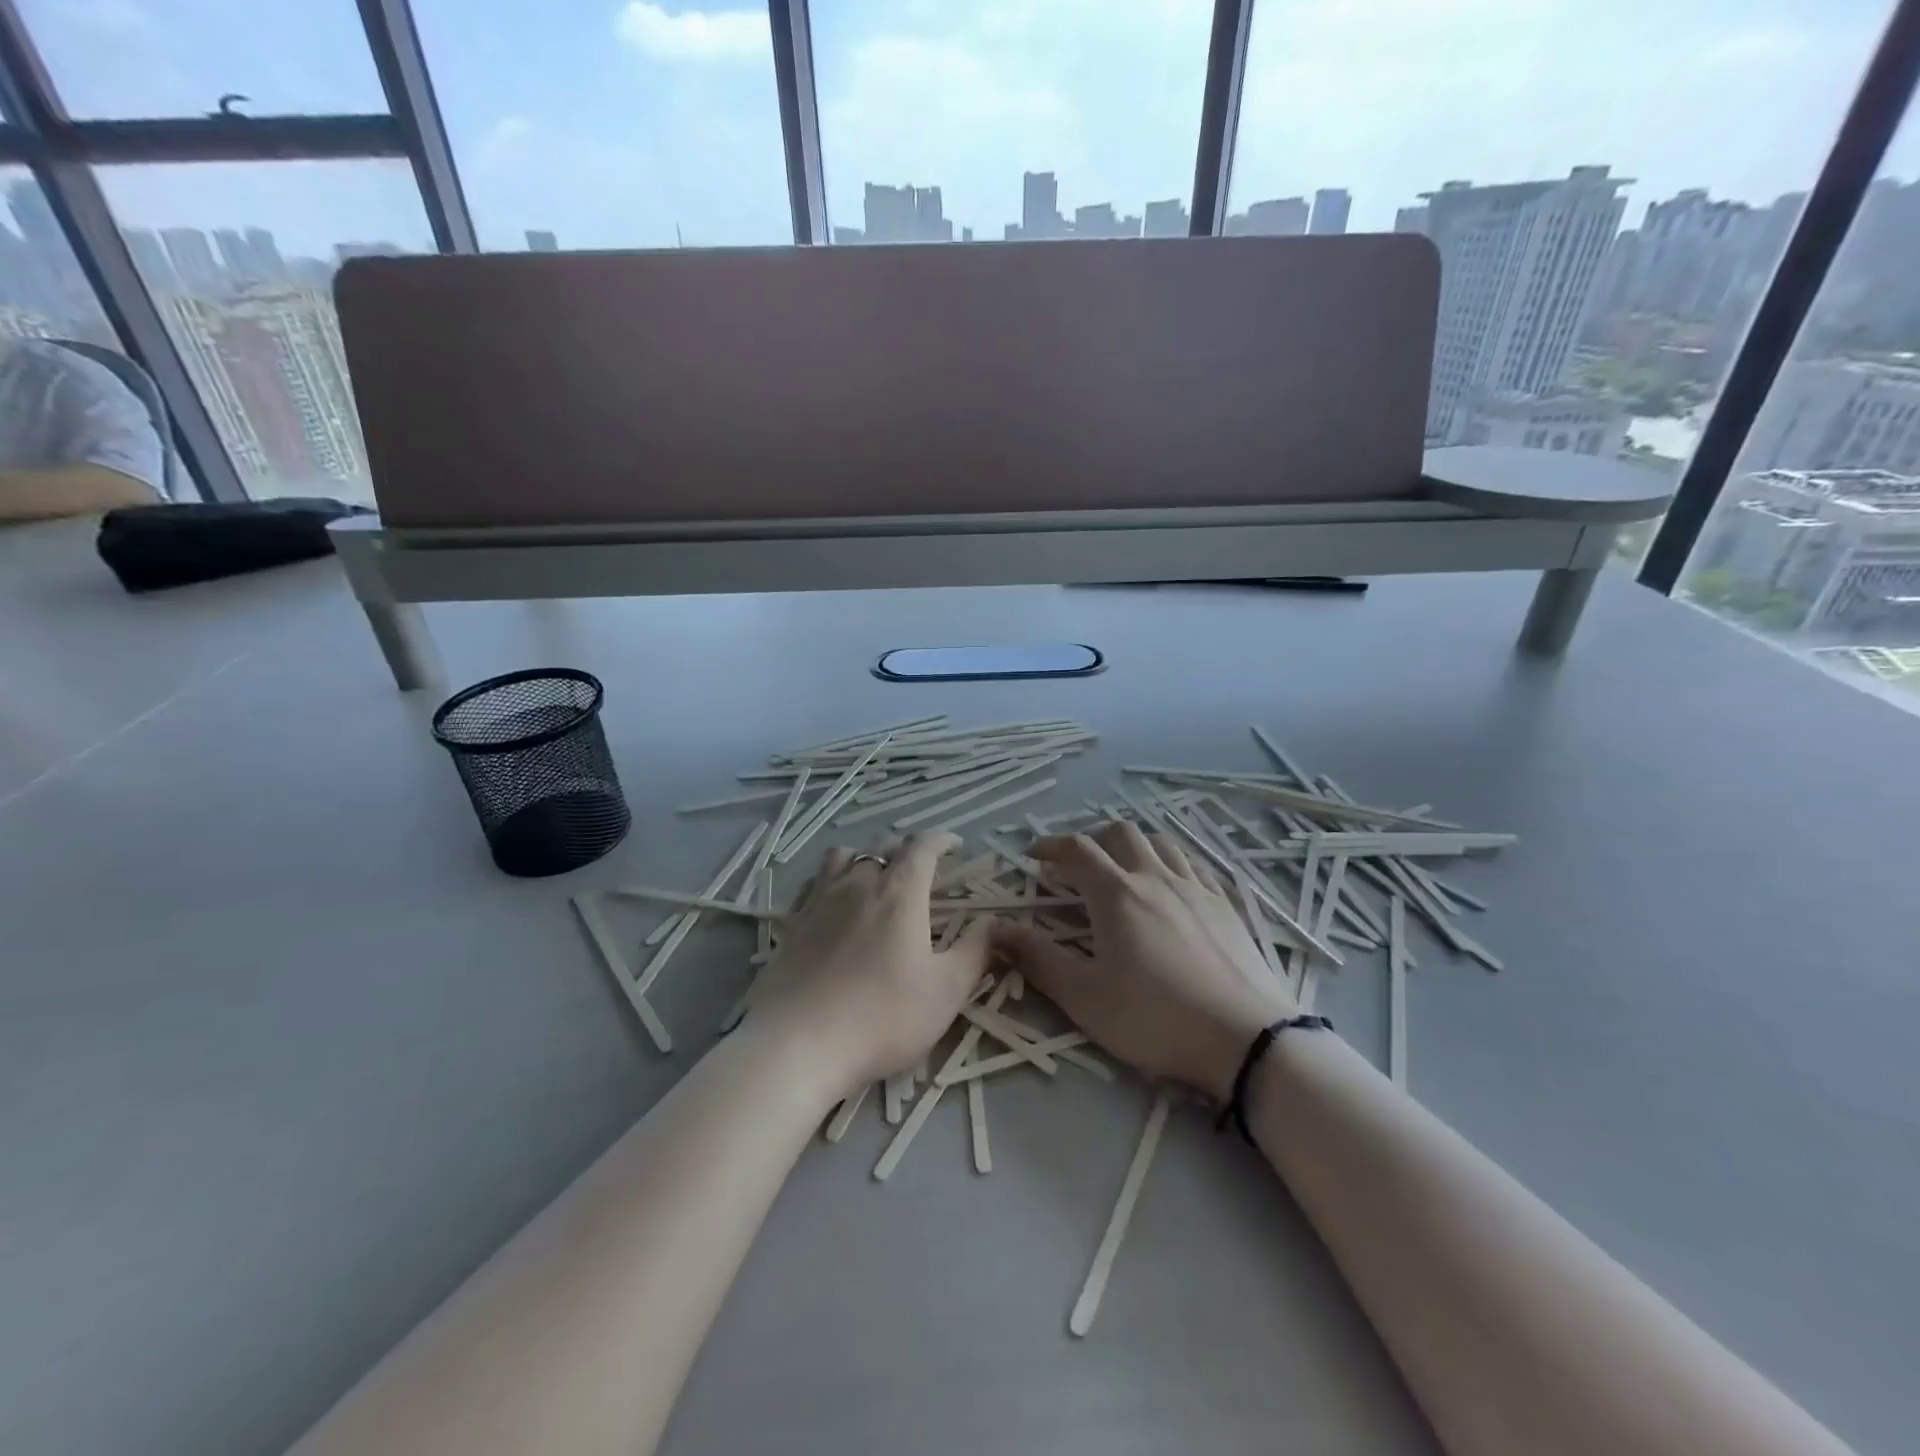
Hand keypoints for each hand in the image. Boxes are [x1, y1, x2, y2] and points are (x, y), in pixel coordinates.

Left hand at [751, 833, 992, 1088]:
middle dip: (905, 849)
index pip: (922, 846)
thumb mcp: (946, 991)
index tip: (955, 845)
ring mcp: (818, 901)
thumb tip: (992, 922)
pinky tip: (833, 903)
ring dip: (863, 857)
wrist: (797, 1045)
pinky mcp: (791, 924)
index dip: (942, 840)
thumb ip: (975, 951)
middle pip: (882, 847)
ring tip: (873, 877)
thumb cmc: (882, 1018)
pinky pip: (813, 883)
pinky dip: (830, 881)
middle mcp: (858, 884)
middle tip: (920, 868)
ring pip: (841, 857)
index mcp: (900, 893)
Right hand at [992, 821, 1295, 1102]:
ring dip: (1134, 847)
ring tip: (1123, 870)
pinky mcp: (1226, 906)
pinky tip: (1171, 889)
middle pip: (1121, 833)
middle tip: (1077, 866)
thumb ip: (1038, 960)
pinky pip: (1195, 866)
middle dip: (1093, 839)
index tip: (1032, 857)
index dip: (1049, 846)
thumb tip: (996, 930)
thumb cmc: (1156, 1020)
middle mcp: (1156, 878)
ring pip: (1161, 843)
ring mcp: (1197, 889)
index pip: (1077, 850)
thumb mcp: (1085, 998)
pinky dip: (1172, 865)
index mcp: (1117, 895)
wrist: (1247, 1040)